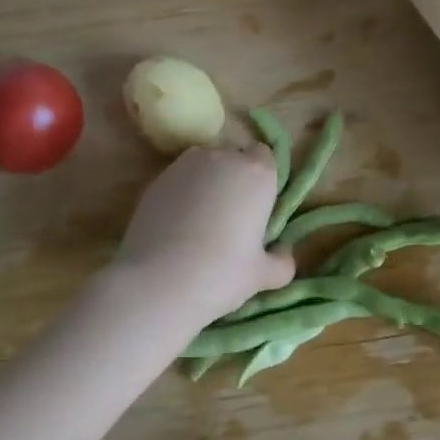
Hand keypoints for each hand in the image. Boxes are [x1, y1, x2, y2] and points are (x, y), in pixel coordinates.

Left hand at [108, 145, 294, 328]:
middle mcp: (223, 158)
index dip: (261, 179)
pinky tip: (175, 227)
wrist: (157, 282)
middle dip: (234, 179)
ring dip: (206, 184)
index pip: (265, 156)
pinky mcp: (157, 178)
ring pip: (204, 166)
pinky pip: (179, 180)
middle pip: (234, 158)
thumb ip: (281, 261)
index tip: (257, 207)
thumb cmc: (221, 274)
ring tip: (199, 222)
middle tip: (230, 218)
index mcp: (257, 172)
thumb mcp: (262, 276)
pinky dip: (181, 194)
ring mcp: (186, 165)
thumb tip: (282, 252)